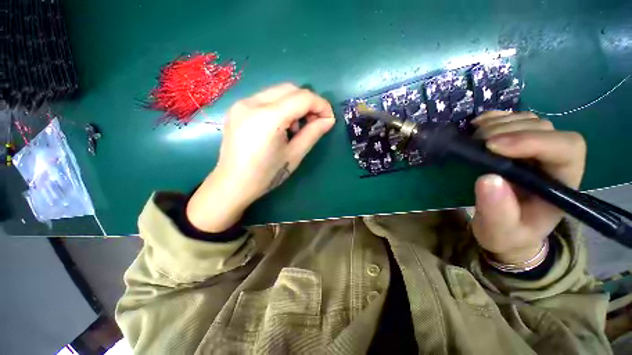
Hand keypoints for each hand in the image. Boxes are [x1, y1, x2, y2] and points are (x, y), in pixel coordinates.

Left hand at [187, 83, 335, 231]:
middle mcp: (252, 102)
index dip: (321, 105)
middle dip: (308, 103)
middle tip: (314, 122)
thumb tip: (328, 120)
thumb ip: (313, 133)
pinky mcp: (237, 108)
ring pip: (278, 92)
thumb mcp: (294, 155)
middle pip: (290, 89)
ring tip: (294, 128)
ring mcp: (242, 103)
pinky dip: (280, 107)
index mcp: (267, 118)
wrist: (232, 184)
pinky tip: (280, 126)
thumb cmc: (266, 175)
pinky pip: (266, 98)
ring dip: (294, 104)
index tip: (329, 119)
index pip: (303, 98)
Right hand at [470, 111, 585, 264]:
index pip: (566, 148)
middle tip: (476, 144)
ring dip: (497, 123)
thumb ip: (498, 212)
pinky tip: (477, 125)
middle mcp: (554, 160)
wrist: (506, 229)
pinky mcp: (516, 144)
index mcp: (561, 183)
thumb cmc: (508, 234)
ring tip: (474, 138)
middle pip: (543, 128)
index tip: (492, 147)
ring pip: (527, 119)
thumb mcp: (500, 231)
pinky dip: (492, 118)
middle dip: (508, 131)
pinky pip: (510, 119)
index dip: (533, 140)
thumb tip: (487, 179)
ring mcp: (535, 149)